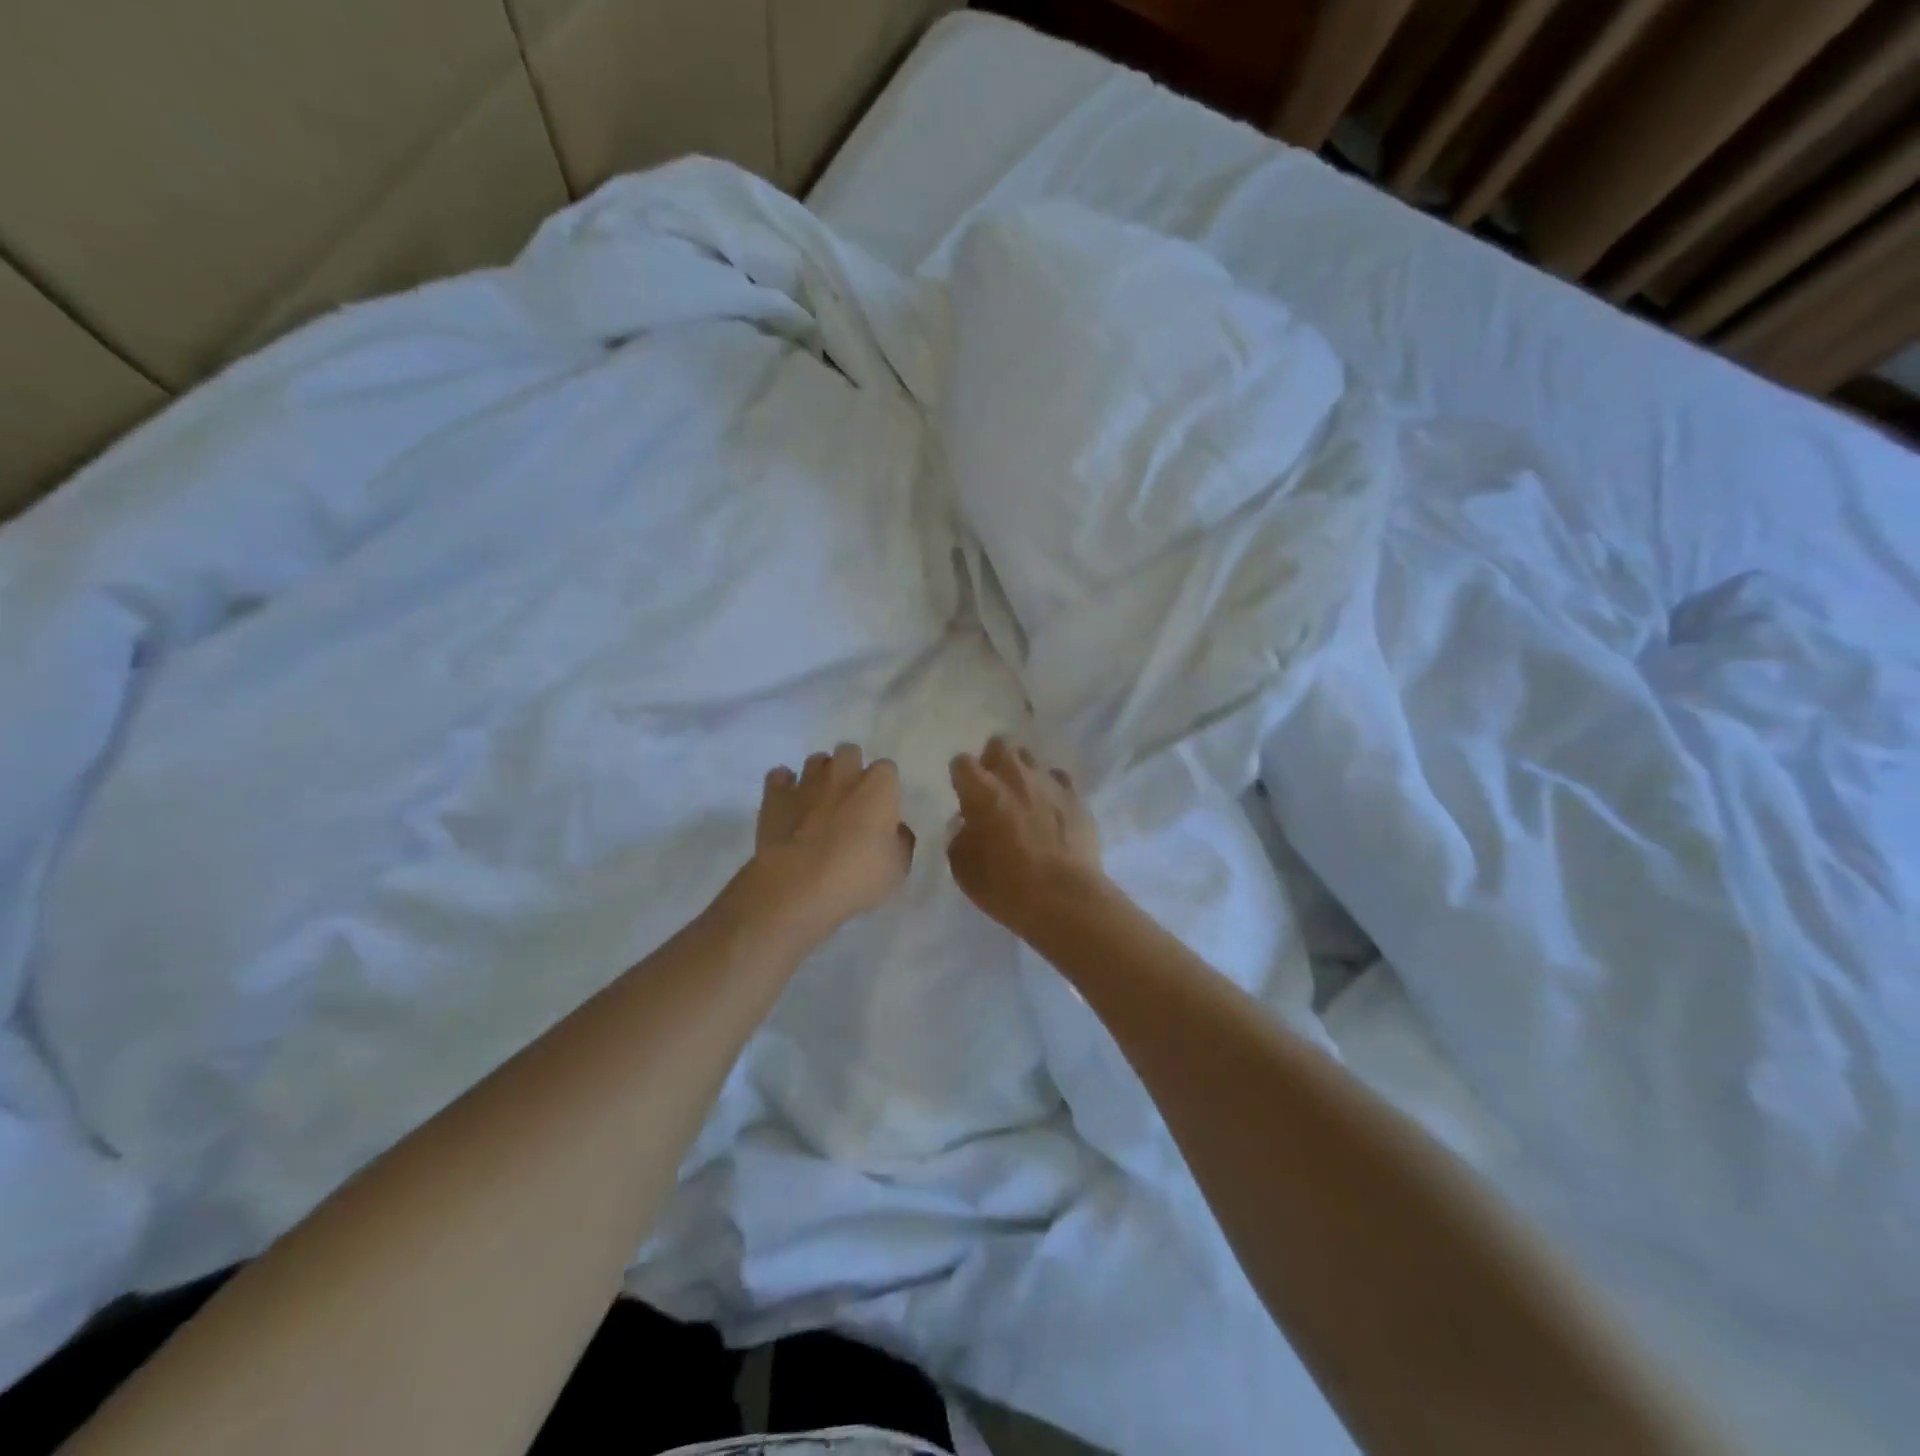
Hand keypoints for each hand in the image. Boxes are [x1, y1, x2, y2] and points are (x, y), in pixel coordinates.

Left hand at [746, 742, 914, 945]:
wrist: (797, 886)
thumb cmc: (857, 876)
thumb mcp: (897, 868)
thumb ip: (900, 842)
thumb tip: (896, 830)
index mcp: (878, 786)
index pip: (887, 769)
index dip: (885, 787)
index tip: (882, 808)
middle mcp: (843, 774)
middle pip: (849, 752)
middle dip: (851, 768)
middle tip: (850, 798)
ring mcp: (806, 782)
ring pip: (815, 761)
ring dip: (819, 776)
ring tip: (819, 801)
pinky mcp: (774, 796)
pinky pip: (779, 777)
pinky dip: (784, 786)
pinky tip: (788, 804)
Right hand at [948, 737, 1103, 938]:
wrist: (1065, 898)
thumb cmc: (1006, 886)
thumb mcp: (963, 869)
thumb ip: (960, 838)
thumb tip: (967, 826)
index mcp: (981, 791)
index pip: (962, 763)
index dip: (961, 777)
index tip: (964, 795)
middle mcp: (1014, 777)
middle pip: (1000, 745)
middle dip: (993, 760)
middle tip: (993, 788)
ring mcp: (1048, 783)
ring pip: (1030, 759)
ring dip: (1022, 773)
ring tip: (1023, 799)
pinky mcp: (1076, 797)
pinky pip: (1059, 779)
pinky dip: (1051, 789)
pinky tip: (1051, 809)